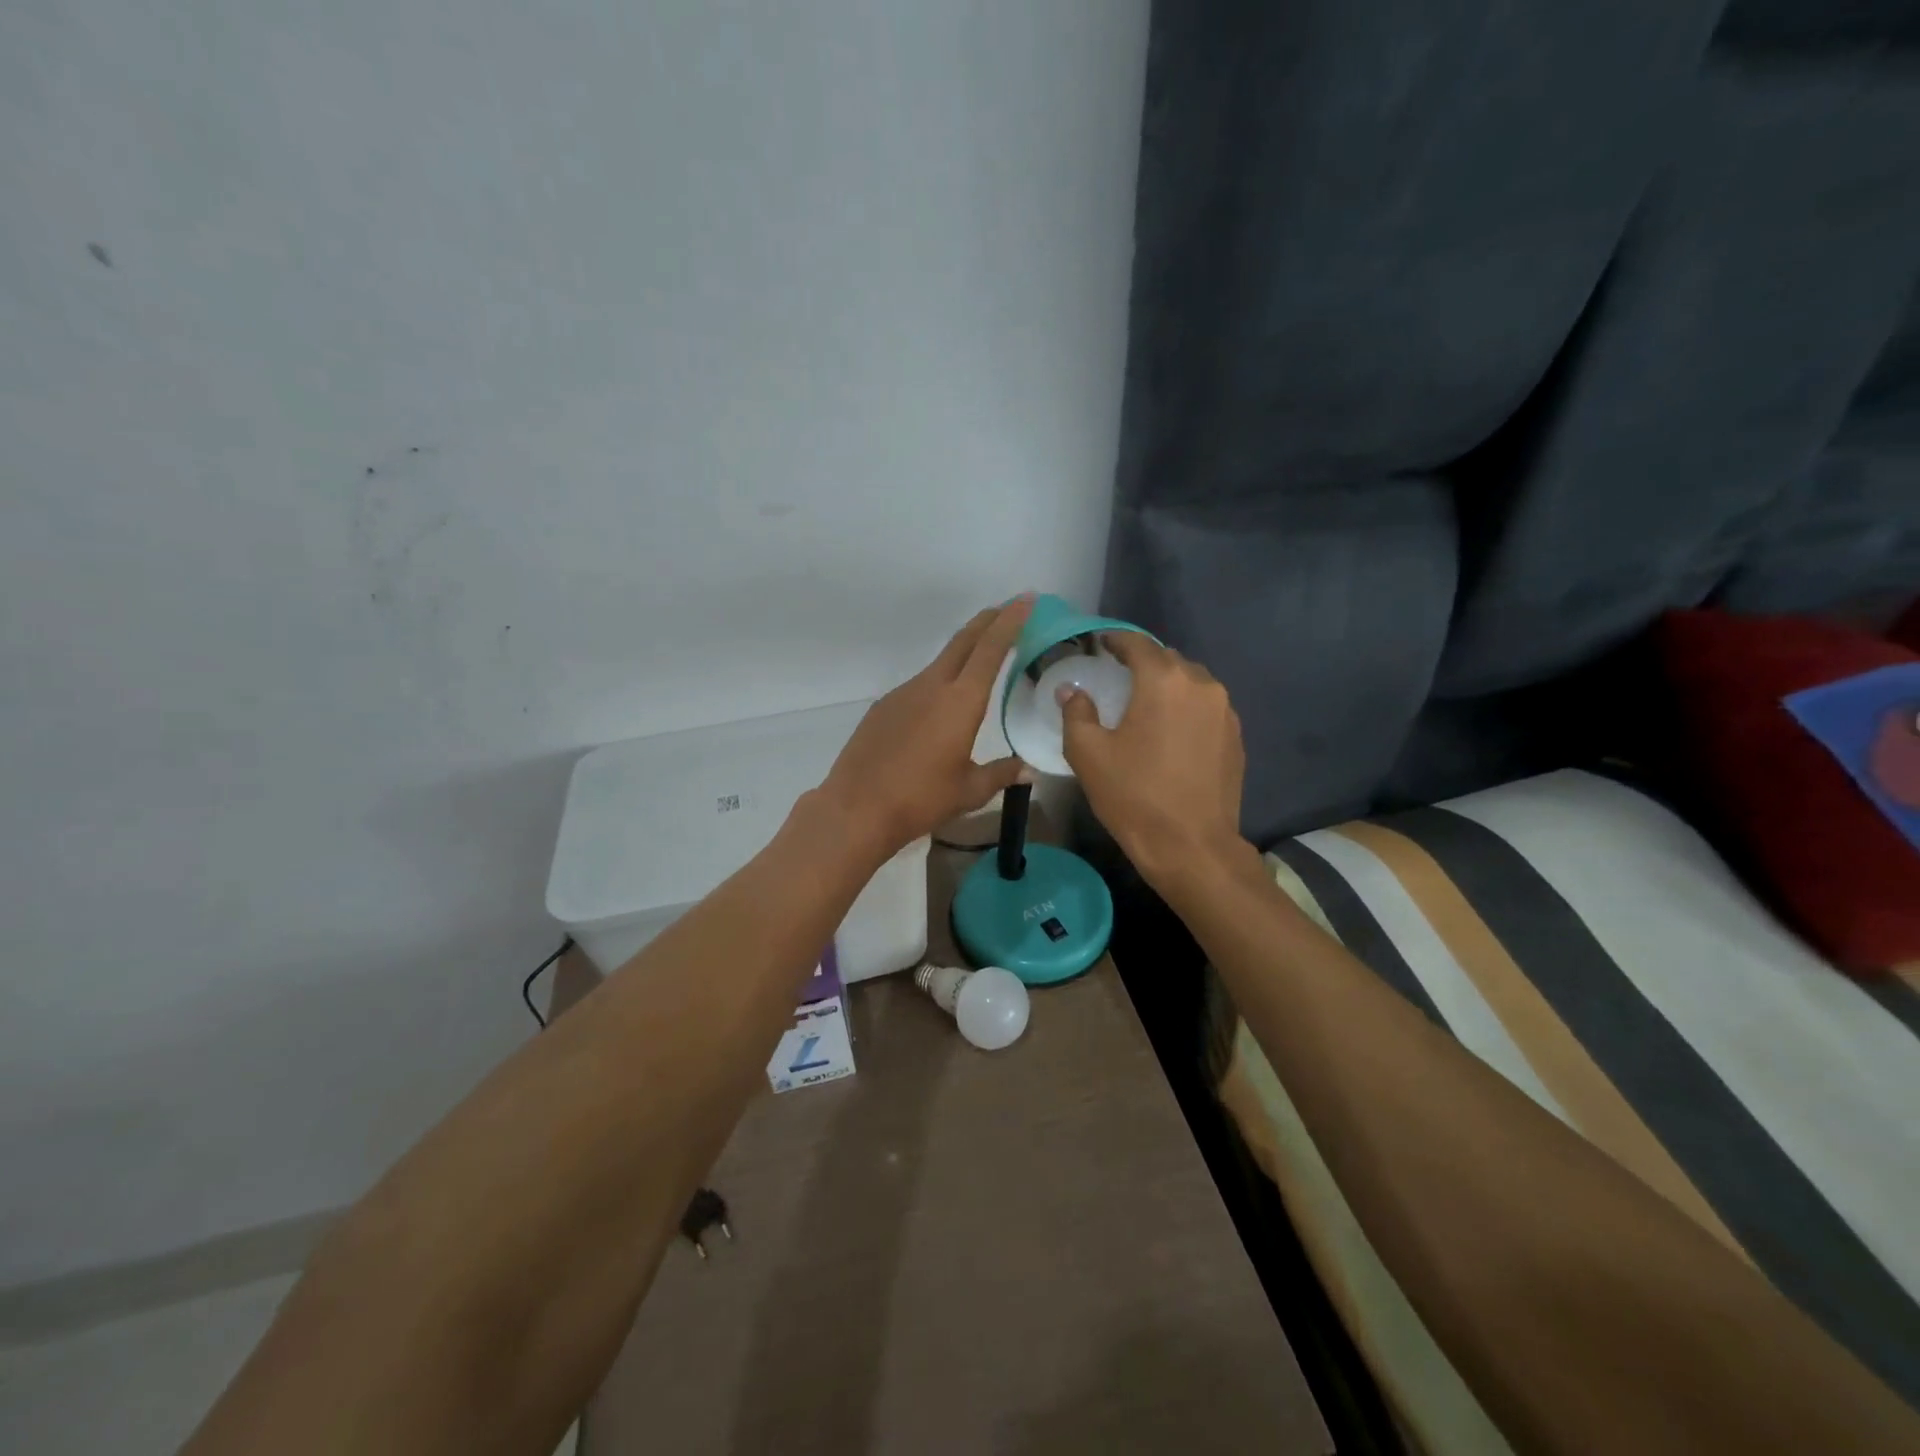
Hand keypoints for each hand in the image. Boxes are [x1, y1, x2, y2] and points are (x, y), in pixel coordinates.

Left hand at [817, 598, 1034, 856]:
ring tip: (980, 660)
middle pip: (964, 641)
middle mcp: (932, 686)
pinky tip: (939, 709)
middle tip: (1008, 609)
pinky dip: (938, 683)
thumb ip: (1001, 774)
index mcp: (961, 701)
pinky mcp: (883, 707)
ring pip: (940, 663)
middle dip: (988, 621)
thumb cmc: (921, 799)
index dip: (1011, 621)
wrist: (857, 808)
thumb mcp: (969, 791)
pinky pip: (919, 686)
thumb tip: (1027, 769)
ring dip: (963, 653)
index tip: (1026, 599)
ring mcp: (903, 693)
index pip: (991, 649)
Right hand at [1060, 633, 1247, 888]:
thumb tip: (1072, 691)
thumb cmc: (1134, 796)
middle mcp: (1201, 685)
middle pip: (1167, 659)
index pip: (1137, 643)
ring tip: (1146, 703)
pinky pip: (1206, 707)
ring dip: (1167, 684)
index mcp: (1163, 680)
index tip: (1100, 644)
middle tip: (1118, 675)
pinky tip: (1171, 731)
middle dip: (1142, 661)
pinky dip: (1186, 708)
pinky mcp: (1236, 737)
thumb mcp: (1089, 754)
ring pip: (1191, 682)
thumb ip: (1076, 713)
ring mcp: (1224, 711)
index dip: (1116, 640)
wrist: (1192, 846)